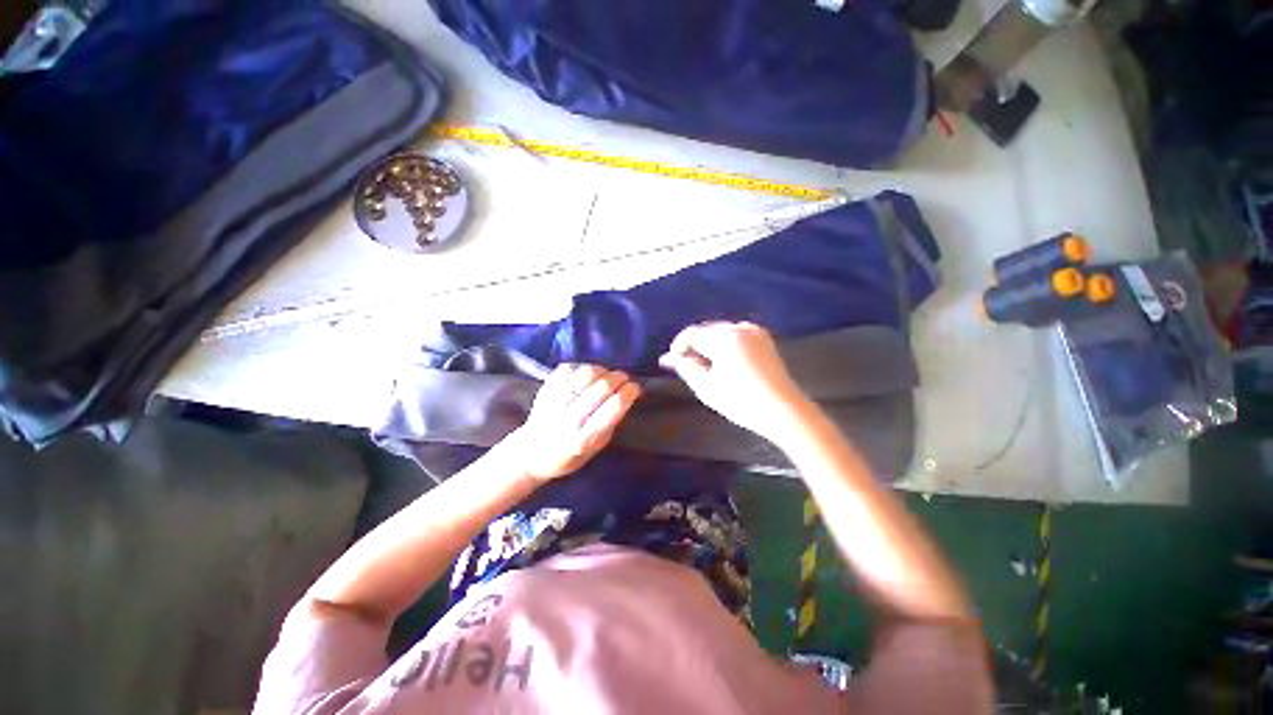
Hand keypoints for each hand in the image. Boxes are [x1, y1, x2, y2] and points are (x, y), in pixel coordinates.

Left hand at [506, 364, 640, 482]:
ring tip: (607, 375)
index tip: (635, 388)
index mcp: (583, 438)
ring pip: (587, 373)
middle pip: (601, 387)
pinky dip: (583, 368)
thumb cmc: (568, 455)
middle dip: (618, 378)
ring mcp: (555, 400)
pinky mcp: (546, 387)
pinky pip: (571, 368)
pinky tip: (587, 375)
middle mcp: (568, 417)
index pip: (612, 408)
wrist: (531, 453)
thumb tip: (624, 399)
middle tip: (624, 378)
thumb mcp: (594, 449)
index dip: (628, 393)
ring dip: (603, 371)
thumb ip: (609, 425)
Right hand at [659, 322, 807, 440]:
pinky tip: (723, 359)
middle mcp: (739, 328)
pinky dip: (724, 342)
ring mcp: (754, 332)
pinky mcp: (764, 339)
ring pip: (721, 330)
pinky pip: (735, 333)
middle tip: (684, 363)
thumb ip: (686, 368)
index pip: (692, 334)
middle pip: (707, 329)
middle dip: (693, 344)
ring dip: (708, 343)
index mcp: (725, 338)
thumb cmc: (742, 402)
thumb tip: (668, 358)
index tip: (672, 360)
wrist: (784, 411)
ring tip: (703, 363)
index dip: (678, 345)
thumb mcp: (706, 387)